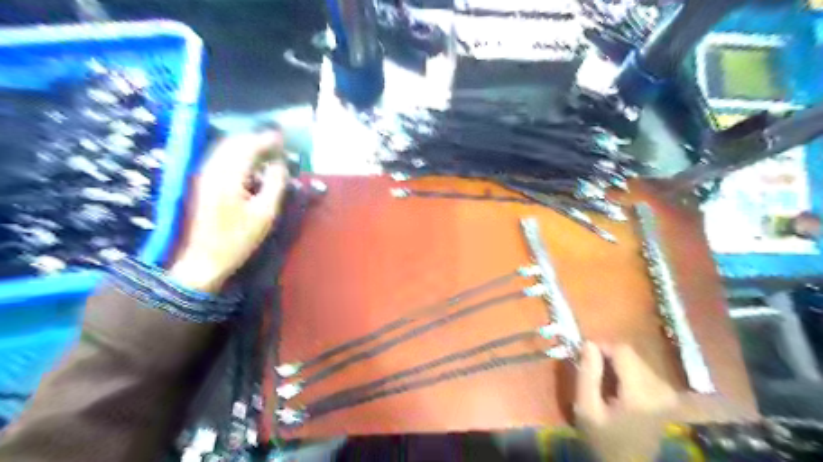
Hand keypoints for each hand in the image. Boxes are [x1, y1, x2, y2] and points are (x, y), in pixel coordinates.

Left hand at [168, 131, 289, 292]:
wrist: (205, 259)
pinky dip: (237, 154)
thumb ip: (275, 184)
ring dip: (245, 145)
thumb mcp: (265, 214)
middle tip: (276, 141)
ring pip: (224, 149)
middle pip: (233, 143)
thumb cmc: (239, 238)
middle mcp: (212, 170)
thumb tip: (279, 164)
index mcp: (228, 177)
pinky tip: (249, 163)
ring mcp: (204, 176)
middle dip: (255, 138)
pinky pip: (220, 158)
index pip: (247, 147)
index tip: (282, 137)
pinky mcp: (203, 184)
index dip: (265, 139)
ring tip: (265, 149)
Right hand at [575, 344, 753, 460]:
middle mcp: (661, 389)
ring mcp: (668, 393)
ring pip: (636, 360)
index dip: (601, 348)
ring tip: (603, 383)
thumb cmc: (603, 439)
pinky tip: (618, 390)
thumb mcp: (586, 408)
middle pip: (630, 354)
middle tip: (591, 371)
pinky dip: (627, 374)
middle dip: (608, 357)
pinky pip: (643, 371)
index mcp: (641, 393)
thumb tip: (588, 343)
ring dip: (617, 365)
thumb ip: (587, 373)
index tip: (584, 357)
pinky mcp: (668, 396)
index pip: (622, 350)